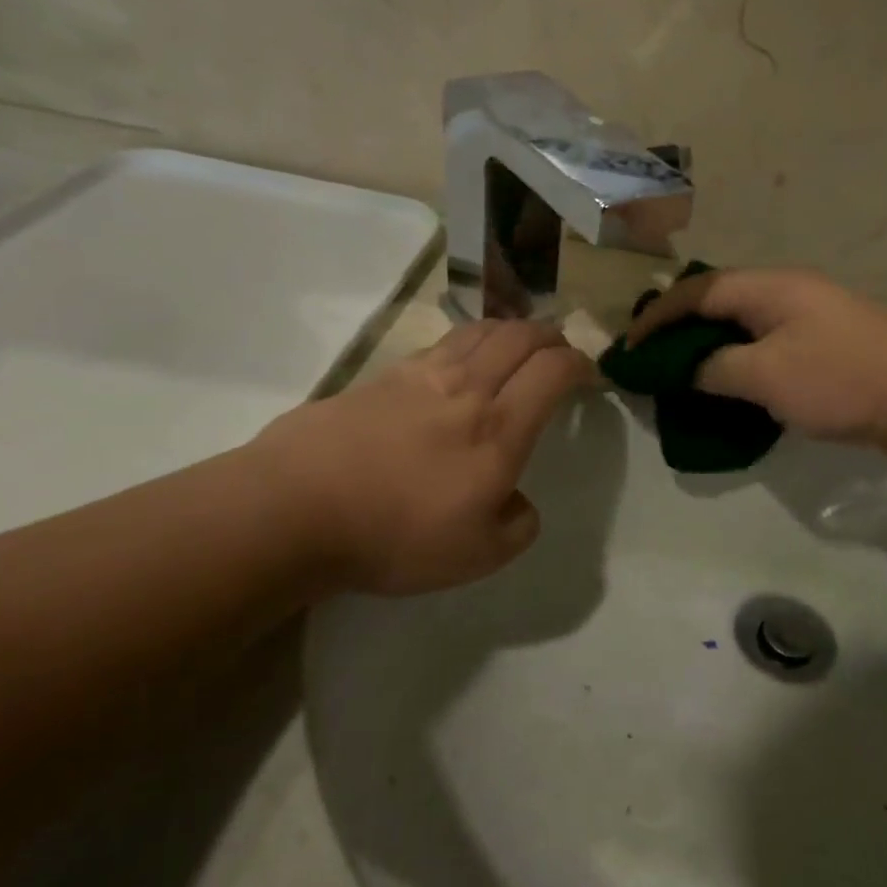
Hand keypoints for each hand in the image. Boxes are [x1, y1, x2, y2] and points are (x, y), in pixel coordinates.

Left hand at [247, 321, 593, 594]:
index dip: (581, 364)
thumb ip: (518, 526)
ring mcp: (421, 374)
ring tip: (517, 345)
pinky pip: (441, 343)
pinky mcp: (382, 376)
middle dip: (551, 336)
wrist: (296, 507)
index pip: (554, 371)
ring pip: (480, 330)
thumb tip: (519, 502)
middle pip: (521, 335)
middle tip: (560, 351)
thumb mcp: (478, 556)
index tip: (590, 376)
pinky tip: (461, 361)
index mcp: (500, 428)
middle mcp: (467, 387)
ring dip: (511, 330)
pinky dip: (468, 341)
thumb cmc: (396, 535)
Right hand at [624, 268, 886, 458]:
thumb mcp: (764, 375)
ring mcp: (814, 320)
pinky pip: (770, 349)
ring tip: (686, 378)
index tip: (629, 347)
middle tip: (654, 361)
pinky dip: (743, 366)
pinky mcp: (831, 349)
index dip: (658, 316)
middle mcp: (790, 294)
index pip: (697, 291)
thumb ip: (716, 369)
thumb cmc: (840, 378)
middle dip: (682, 330)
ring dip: (713, 350)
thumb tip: (692, 369)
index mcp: (770, 287)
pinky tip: (736, 391)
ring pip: (747, 329)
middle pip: (721, 303)